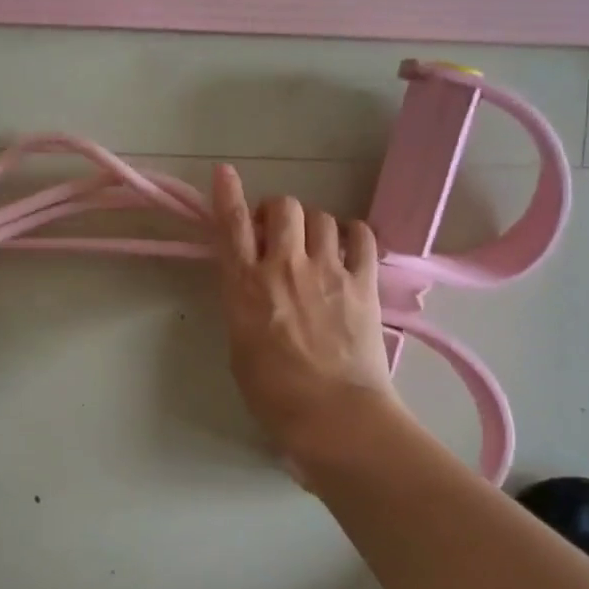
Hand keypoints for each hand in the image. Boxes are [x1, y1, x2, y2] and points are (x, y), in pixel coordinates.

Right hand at [211, 164, 404, 466]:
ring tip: (313, 244)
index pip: (231, 225)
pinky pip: (361, 235)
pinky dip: (351, 233)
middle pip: (282, 207)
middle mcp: (284, 266)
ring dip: (312, 224)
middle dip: (276, 211)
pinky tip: (347, 246)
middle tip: (275, 232)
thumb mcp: (239, 345)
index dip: (227, 194)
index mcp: (245, 285)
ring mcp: (328, 270)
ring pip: (320, 216)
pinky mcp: (363, 282)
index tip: (225, 172)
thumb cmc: (274, 394)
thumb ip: (243, 303)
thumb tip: (253, 283)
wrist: (333, 416)